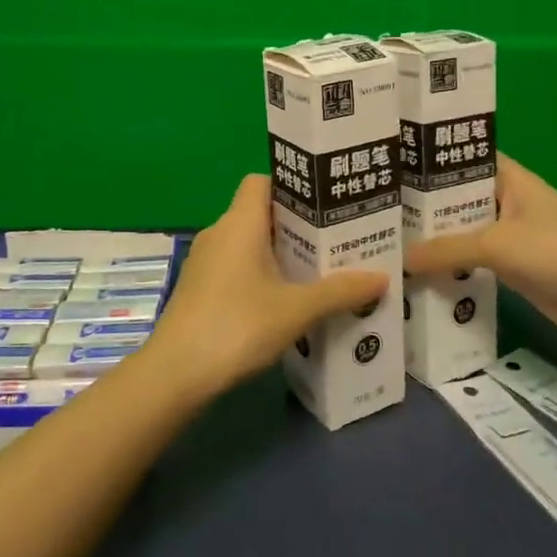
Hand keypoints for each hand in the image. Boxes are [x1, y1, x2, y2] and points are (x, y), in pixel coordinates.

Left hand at [141, 175, 388, 398]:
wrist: (175, 375)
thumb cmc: (236, 327)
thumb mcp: (296, 310)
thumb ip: (339, 291)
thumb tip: (381, 277)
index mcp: (239, 223)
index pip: (263, 181)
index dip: (293, 186)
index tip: (326, 203)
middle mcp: (219, 233)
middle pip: (262, 213)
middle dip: (299, 225)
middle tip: (338, 240)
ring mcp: (206, 263)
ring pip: (251, 244)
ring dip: (283, 254)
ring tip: (322, 271)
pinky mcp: (201, 290)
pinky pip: (239, 268)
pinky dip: (264, 276)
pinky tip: (289, 301)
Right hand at [405, 153, 556, 347]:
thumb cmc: (556, 249)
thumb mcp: (496, 243)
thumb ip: (447, 250)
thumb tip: (402, 259)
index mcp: (512, 181)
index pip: (469, 160)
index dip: (437, 162)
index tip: (399, 167)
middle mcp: (512, 205)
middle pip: (464, 201)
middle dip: (429, 209)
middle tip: (383, 214)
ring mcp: (515, 239)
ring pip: (469, 236)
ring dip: (440, 244)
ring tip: (392, 244)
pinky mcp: (517, 272)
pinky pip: (478, 267)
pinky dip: (456, 271)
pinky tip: (421, 276)